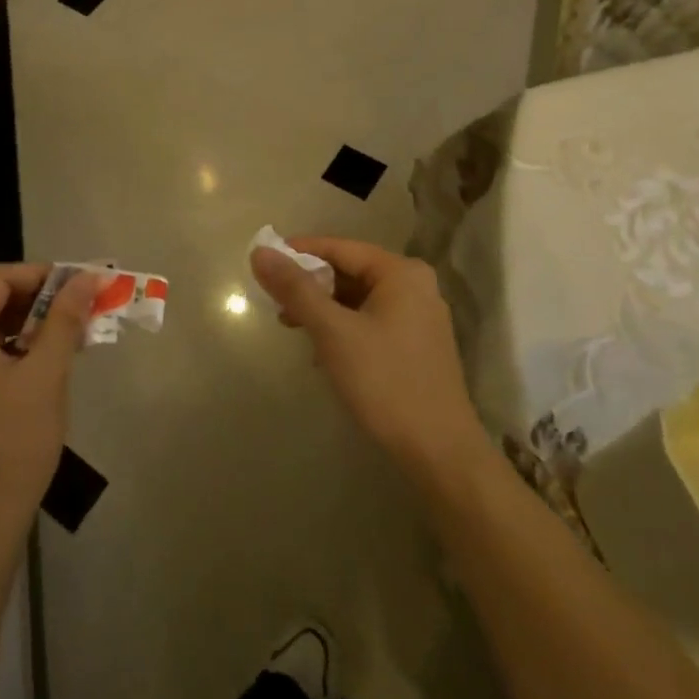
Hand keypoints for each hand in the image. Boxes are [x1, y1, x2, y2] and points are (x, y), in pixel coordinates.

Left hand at [0, 264, 99, 556]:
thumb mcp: (46, 374)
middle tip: (83, 308)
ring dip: (35, 325)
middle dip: (41, 299)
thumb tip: (87, 277)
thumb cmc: (15, 440)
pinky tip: (53, 362)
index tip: (80, 285)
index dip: (41, 274)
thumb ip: (64, 319)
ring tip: (76, 334)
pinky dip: (22, 349)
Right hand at [251, 238, 487, 493]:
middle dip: (309, 284)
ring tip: (290, 325)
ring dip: (322, 308)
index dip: (298, 252)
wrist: (439, 451)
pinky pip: (368, 320)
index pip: (339, 247)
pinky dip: (341, 327)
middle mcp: (415, 286)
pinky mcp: (414, 345)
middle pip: (349, 271)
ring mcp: (418, 317)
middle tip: (273, 300)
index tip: (263, 262)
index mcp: (401, 273)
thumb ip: (295, 289)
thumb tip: (259, 252)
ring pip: (356, 298)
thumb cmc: (385, 381)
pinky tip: (320, 350)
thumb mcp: (333, 332)